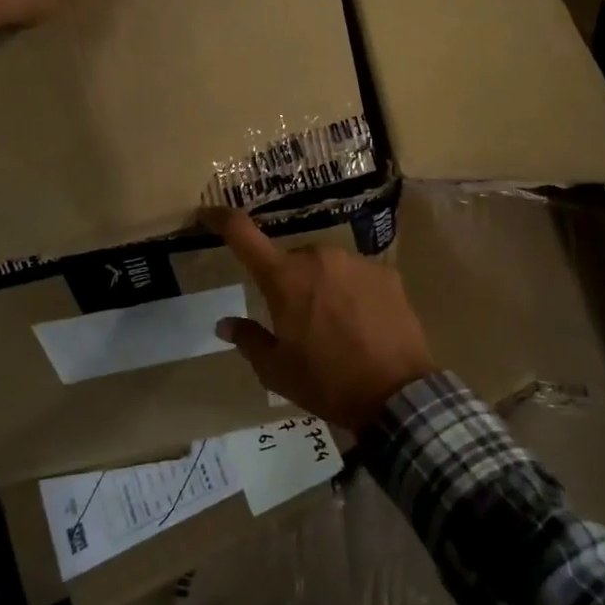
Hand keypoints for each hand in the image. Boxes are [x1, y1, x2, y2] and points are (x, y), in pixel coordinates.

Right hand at [202, 206, 435, 432]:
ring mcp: (355, 261)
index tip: (209, 212)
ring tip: (335, 328)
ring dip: (323, 287)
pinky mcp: (385, 272)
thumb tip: (224, 324)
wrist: (395, 393)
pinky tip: (363, 324)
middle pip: (292, 261)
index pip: (243, 235)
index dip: (222, 219)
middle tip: (298, 323)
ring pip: (326, 267)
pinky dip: (353, 293)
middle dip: (289, 284)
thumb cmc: (326, 382)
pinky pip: (357, 276)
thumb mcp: (276, 371)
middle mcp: (318, 257)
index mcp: (284, 278)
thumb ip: (248, 340)